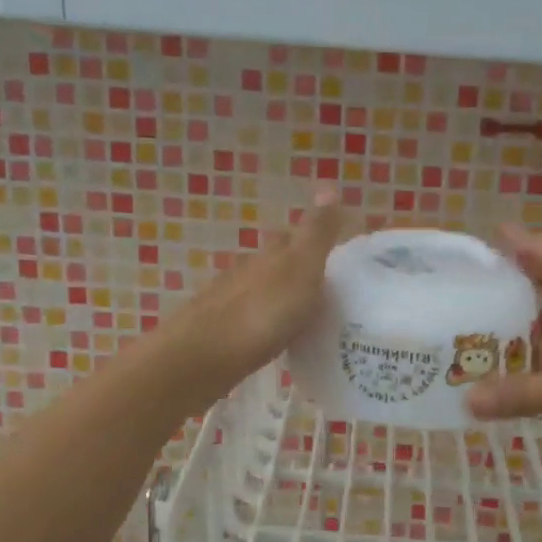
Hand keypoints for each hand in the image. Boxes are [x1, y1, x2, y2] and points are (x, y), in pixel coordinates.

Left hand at [148, 191, 345, 414]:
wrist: (203, 357)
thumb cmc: (261, 311)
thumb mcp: (301, 267)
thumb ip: (316, 233)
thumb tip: (328, 184)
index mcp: (270, 255)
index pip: (293, 236)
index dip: (313, 240)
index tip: (337, 253)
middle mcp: (248, 272)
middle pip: (275, 263)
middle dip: (298, 269)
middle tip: (328, 287)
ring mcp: (231, 302)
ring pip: (263, 292)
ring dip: (282, 298)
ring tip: (309, 316)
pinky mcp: (222, 334)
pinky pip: (253, 321)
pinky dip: (268, 323)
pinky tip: (279, 338)